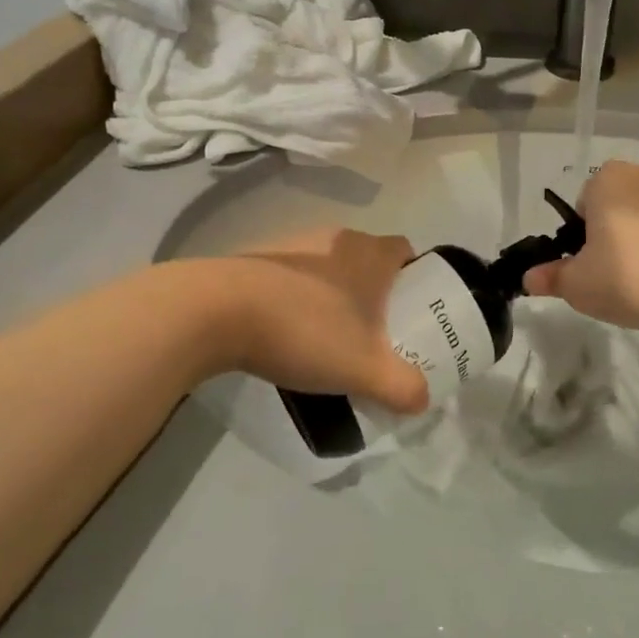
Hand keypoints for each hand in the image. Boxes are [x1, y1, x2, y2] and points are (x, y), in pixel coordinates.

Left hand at [224, 228, 429, 412]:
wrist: (217, 311)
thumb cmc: (305, 329)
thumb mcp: (364, 369)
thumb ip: (402, 387)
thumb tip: (422, 400)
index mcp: (369, 252)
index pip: (406, 251)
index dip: (415, 278)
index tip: (412, 311)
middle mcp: (336, 238)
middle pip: (368, 260)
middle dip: (375, 293)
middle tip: (374, 333)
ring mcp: (294, 244)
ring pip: (330, 268)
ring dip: (334, 295)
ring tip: (329, 337)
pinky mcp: (259, 258)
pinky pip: (293, 277)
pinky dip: (298, 298)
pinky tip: (287, 332)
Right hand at [524, 161, 638, 332]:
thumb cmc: (633, 277)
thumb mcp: (579, 286)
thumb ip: (551, 278)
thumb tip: (529, 278)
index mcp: (607, 179)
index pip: (582, 205)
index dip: (582, 239)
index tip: (591, 268)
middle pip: (617, 208)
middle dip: (614, 237)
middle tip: (616, 279)